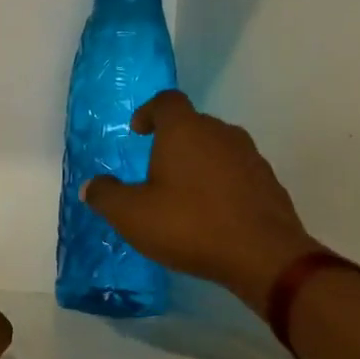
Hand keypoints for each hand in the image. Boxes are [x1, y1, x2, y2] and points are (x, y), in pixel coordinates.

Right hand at [81, 91, 319, 309]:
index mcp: (185, 131)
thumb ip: (105, 196)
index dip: (149, 112)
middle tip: (154, 169)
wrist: (263, 257)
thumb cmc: (189, 225)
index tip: (138, 132)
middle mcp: (221, 133)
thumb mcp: (131, 215)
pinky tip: (210, 213)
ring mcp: (250, 157)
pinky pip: (236, 172)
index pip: (166, 101)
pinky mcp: (268, 182)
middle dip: (172, 141)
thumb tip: (91, 186)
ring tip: (182, 194)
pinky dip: (220, 183)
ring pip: (217, 148)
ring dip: (197, 163)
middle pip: (193, 124)